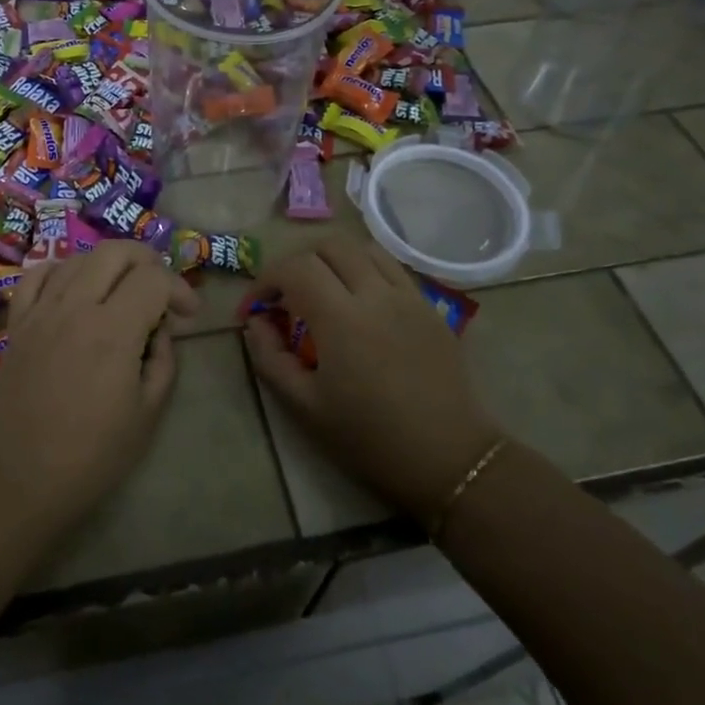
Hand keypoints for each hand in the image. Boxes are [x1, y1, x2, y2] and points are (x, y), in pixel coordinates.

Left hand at [0, 241, 199, 529]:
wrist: (17, 479)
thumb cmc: (90, 456)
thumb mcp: (147, 413)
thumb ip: (163, 360)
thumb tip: (160, 330)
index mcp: (114, 330)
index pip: (154, 278)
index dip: (180, 288)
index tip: (189, 315)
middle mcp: (76, 306)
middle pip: (116, 251)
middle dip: (147, 261)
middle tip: (160, 290)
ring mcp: (41, 311)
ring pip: (79, 257)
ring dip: (109, 265)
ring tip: (121, 292)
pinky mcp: (17, 323)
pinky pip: (38, 275)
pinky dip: (63, 271)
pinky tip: (74, 290)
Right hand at [242, 237, 502, 522]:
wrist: (449, 458)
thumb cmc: (370, 438)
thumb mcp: (305, 407)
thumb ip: (270, 358)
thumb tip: (256, 323)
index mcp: (341, 319)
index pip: (295, 268)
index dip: (266, 279)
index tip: (256, 308)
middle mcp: (376, 294)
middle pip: (328, 246)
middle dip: (297, 263)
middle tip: (286, 296)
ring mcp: (408, 296)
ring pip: (362, 248)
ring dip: (332, 259)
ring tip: (321, 290)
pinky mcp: (429, 306)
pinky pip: (391, 266)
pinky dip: (364, 267)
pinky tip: (358, 298)